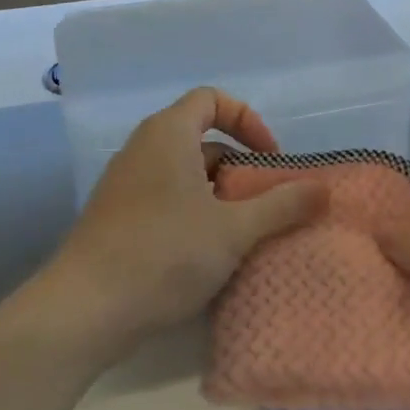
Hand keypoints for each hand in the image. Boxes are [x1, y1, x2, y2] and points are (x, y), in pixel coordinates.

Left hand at [38, 88, 324, 361]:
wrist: (84, 310)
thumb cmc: (164, 253)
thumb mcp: (234, 230)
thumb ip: (282, 206)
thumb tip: (324, 188)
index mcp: (168, 134)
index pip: (212, 99)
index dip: (248, 120)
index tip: (270, 159)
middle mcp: (142, 148)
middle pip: (200, 138)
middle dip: (238, 165)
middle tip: (263, 202)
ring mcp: (124, 184)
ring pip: (183, 173)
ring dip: (217, 194)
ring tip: (241, 233)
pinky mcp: (116, 217)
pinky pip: (164, 198)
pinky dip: (192, 213)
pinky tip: (206, 255)